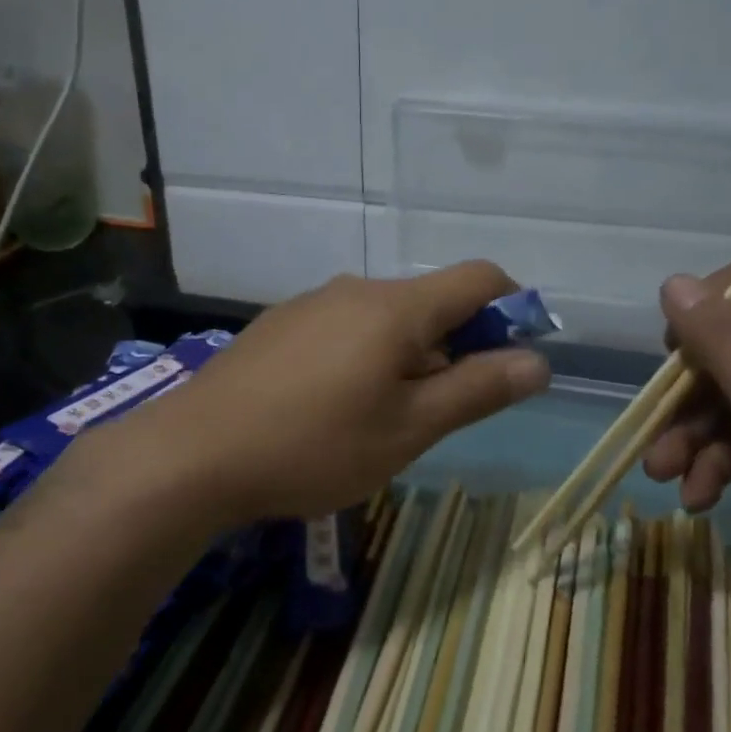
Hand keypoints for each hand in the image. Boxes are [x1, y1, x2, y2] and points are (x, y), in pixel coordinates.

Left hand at [123, 263, 550, 525]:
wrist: (192, 454)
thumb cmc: (315, 445)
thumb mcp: (409, 429)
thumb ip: (477, 390)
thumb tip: (538, 361)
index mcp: (397, 307)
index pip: (479, 277)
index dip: (512, 308)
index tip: (512, 358)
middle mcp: (356, 289)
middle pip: (432, 302)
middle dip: (457, 346)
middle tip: (441, 412)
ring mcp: (312, 304)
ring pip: (387, 319)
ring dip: (410, 356)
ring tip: (384, 420)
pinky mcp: (280, 326)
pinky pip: (345, 329)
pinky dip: (366, 357)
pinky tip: (333, 409)